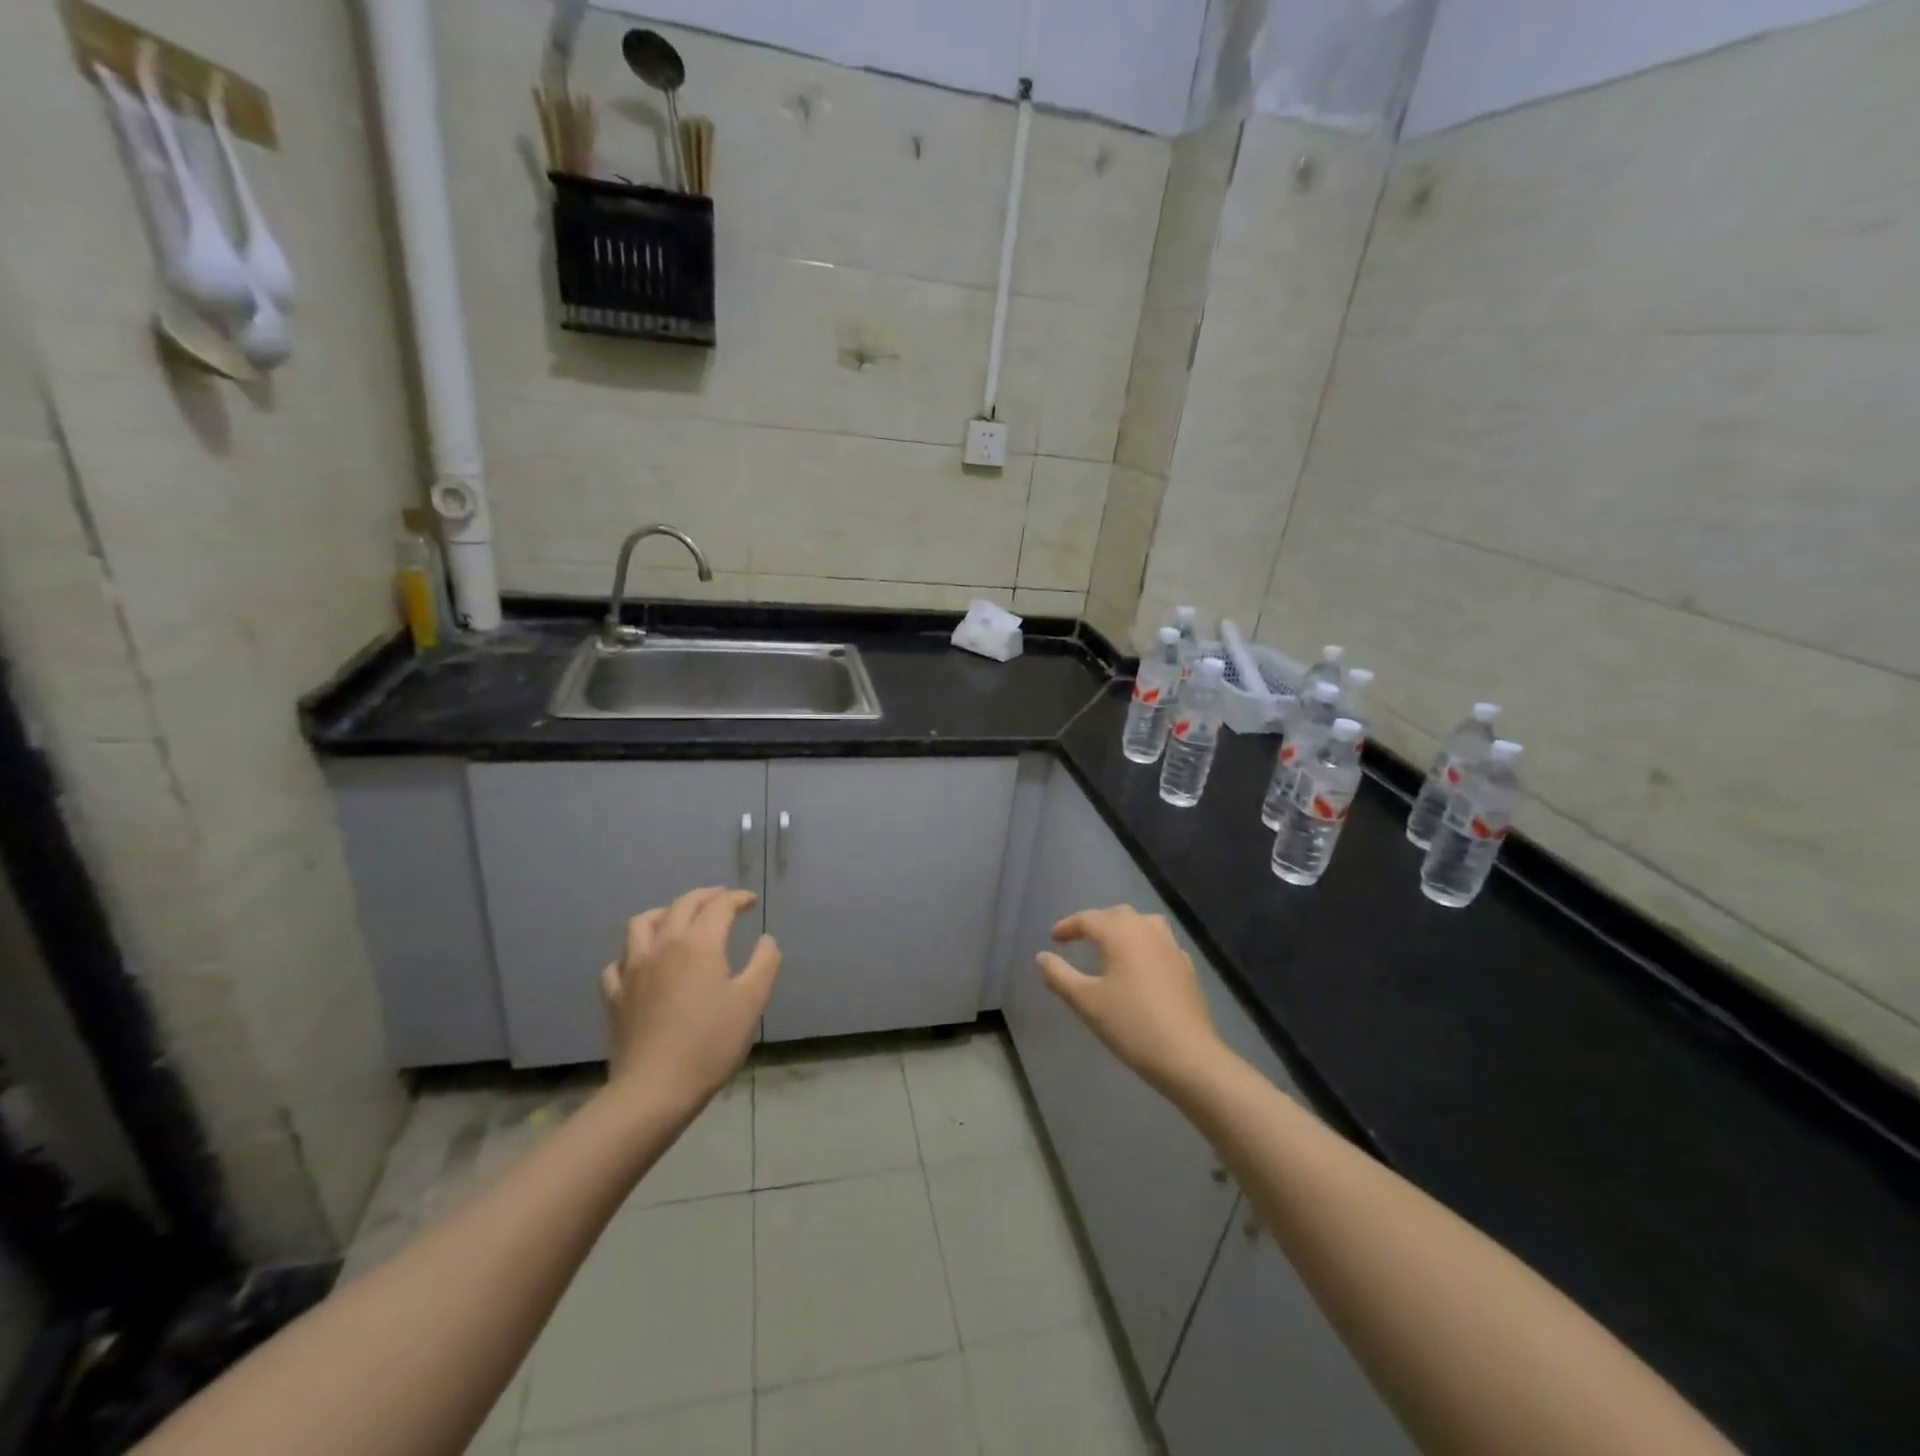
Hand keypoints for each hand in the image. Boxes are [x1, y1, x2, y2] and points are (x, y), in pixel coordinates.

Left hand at [601, 887, 781, 1113]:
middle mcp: (663, 945)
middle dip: (706, 897)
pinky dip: (635, 952)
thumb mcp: (752, 1002)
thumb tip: (767, 939)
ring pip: (642, 923)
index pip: (719, 906)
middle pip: (682, 905)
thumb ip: (764, 963)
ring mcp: (633, 969)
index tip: (751, 902)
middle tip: (723, 901)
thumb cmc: (710, 1044)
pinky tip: (644, 962)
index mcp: (699, 944)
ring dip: (665, 912)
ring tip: (679, 919)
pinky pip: (619, 961)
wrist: (654, 1090)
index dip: (737, 898)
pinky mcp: (615, 995)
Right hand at [1036, 905, 1226, 1096]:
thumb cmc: (1130, 1024)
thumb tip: (1042, 957)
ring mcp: (1171, 947)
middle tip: (1079, 939)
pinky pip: (1161, 943)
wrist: (1187, 1055)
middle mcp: (1147, 931)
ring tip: (1111, 945)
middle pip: (1118, 915)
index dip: (1068, 926)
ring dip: (1124, 928)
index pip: (1089, 919)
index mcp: (1120, 933)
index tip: (1053, 938)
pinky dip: (1145, 944)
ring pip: (1144, 923)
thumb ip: (1060, 976)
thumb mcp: (1086, 1002)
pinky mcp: (1186, 967)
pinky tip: (1141, 965)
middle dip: (1096, 922)